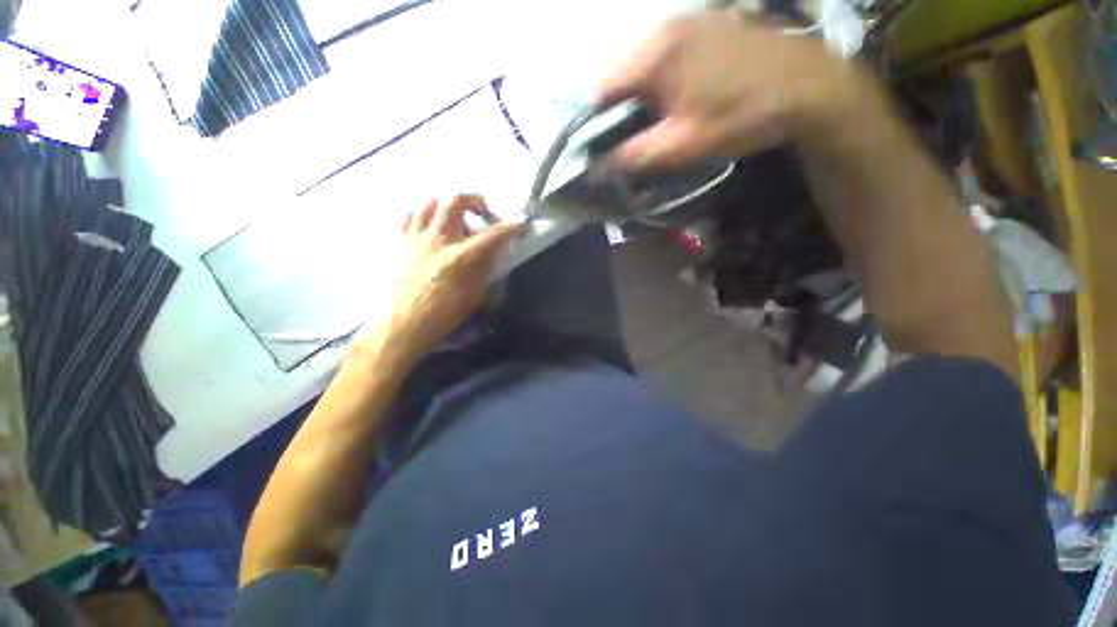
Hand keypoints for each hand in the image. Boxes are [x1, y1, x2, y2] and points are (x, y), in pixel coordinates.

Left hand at [358, 195, 521, 362]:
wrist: (404, 322)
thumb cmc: (443, 312)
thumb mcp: (474, 294)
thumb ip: (484, 268)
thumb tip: (491, 251)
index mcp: (460, 257)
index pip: (492, 235)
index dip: (511, 226)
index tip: (521, 222)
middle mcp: (438, 239)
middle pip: (455, 200)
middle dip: (474, 199)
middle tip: (482, 212)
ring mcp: (415, 237)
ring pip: (430, 202)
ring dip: (447, 206)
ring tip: (455, 219)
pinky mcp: (399, 241)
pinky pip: (409, 215)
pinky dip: (422, 215)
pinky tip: (429, 226)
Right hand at [596, 9, 867, 169]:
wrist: (807, 86)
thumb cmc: (743, 115)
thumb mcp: (684, 145)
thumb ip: (635, 156)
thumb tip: (597, 167)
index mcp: (655, 54)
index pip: (601, 87)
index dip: (594, 122)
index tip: (601, 147)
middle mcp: (662, 28)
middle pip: (618, 73)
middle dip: (616, 109)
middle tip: (630, 138)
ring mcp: (685, 21)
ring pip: (638, 64)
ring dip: (636, 95)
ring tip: (652, 122)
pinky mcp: (702, 24)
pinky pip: (661, 55)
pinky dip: (655, 80)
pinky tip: (672, 99)